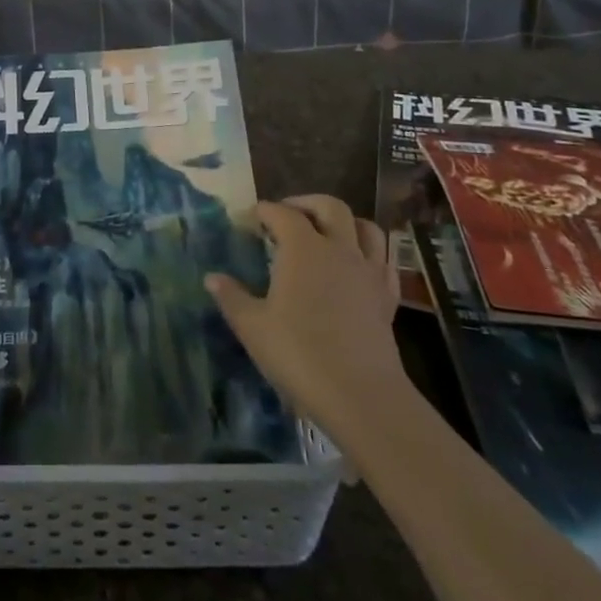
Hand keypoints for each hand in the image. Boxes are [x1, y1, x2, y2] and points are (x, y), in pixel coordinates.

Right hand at [205, 195, 403, 441]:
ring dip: (345, 222)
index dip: (263, 211)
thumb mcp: (252, 326)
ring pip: (366, 228)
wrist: (361, 396)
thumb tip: (212, 278)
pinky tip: (357, 267)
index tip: (249, 219)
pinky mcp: (388, 298)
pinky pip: (384, 261)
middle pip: (330, 207)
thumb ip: (231, 297)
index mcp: (303, 247)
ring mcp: (368, 272)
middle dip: (306, 204)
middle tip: (287, 215)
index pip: (281, 213)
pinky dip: (369, 254)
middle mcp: (339, 249)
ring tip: (326, 233)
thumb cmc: (299, 354)